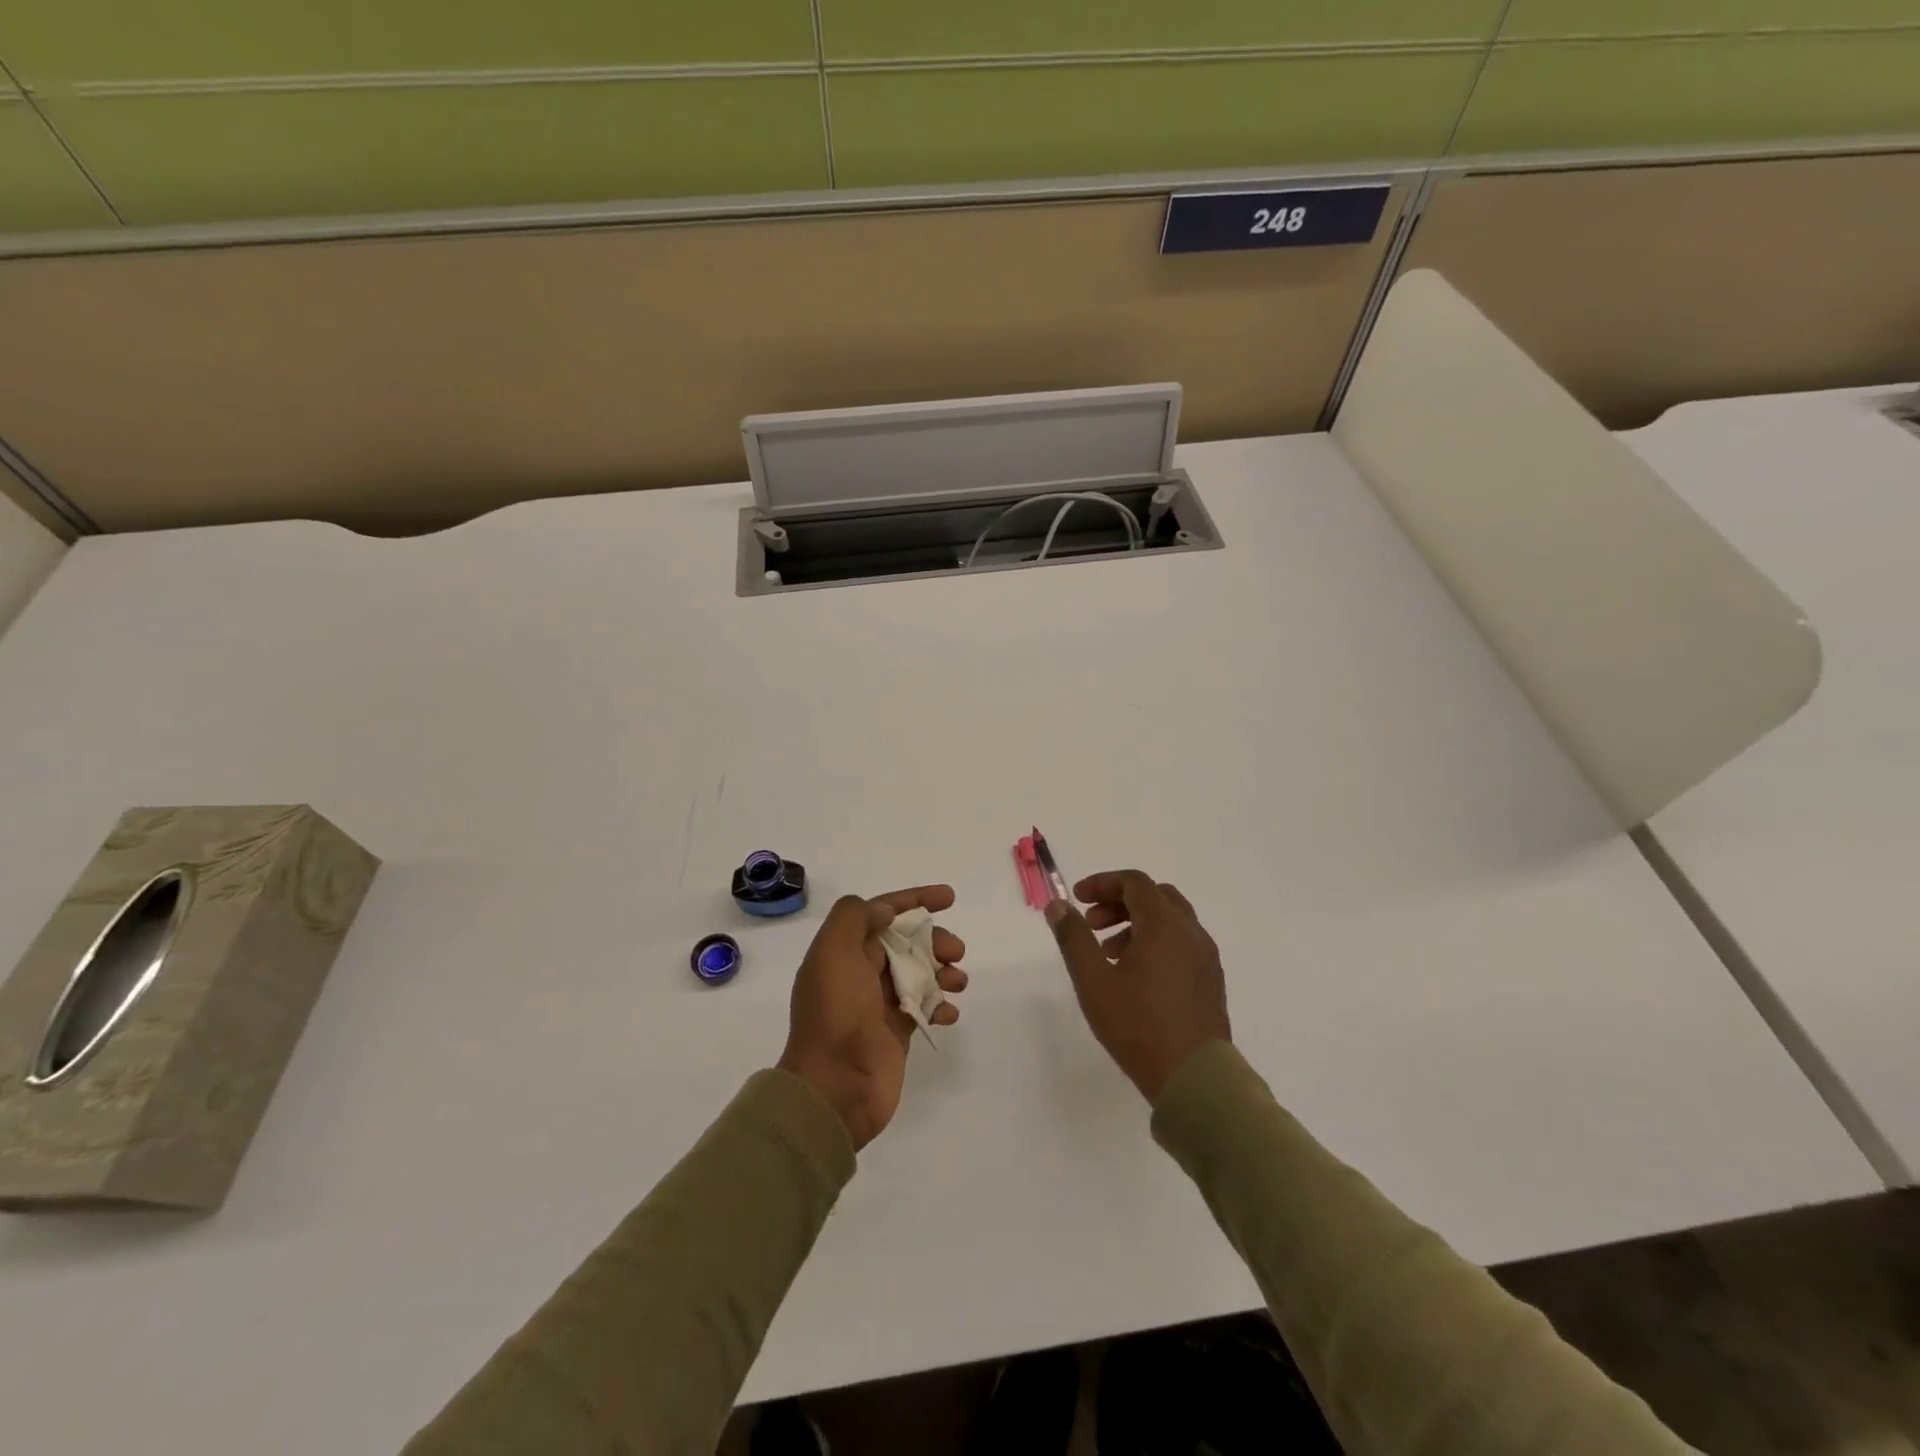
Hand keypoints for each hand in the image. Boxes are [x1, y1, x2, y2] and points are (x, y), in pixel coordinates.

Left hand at [777, 886, 967, 1150]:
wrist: (835, 1088)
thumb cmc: (837, 1014)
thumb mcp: (833, 952)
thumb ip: (855, 918)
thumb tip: (886, 911)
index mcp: (844, 950)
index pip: (882, 912)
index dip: (915, 899)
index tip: (949, 897)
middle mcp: (860, 972)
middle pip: (906, 942)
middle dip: (935, 939)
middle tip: (956, 951)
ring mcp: (878, 1003)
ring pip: (919, 972)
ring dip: (943, 970)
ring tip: (958, 983)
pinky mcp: (895, 1031)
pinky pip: (924, 1007)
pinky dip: (941, 1005)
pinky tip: (949, 1013)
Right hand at [1046, 871, 1230, 1102]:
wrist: (1195, 1078)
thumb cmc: (1139, 1026)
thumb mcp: (1094, 981)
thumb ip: (1074, 938)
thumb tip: (1058, 905)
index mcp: (1165, 925)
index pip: (1134, 882)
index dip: (1102, 883)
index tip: (1077, 899)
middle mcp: (1191, 932)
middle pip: (1154, 896)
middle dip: (1119, 901)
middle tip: (1092, 924)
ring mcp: (1206, 956)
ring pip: (1170, 920)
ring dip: (1137, 922)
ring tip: (1109, 953)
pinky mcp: (1211, 979)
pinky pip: (1182, 942)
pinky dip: (1156, 941)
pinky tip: (1136, 974)